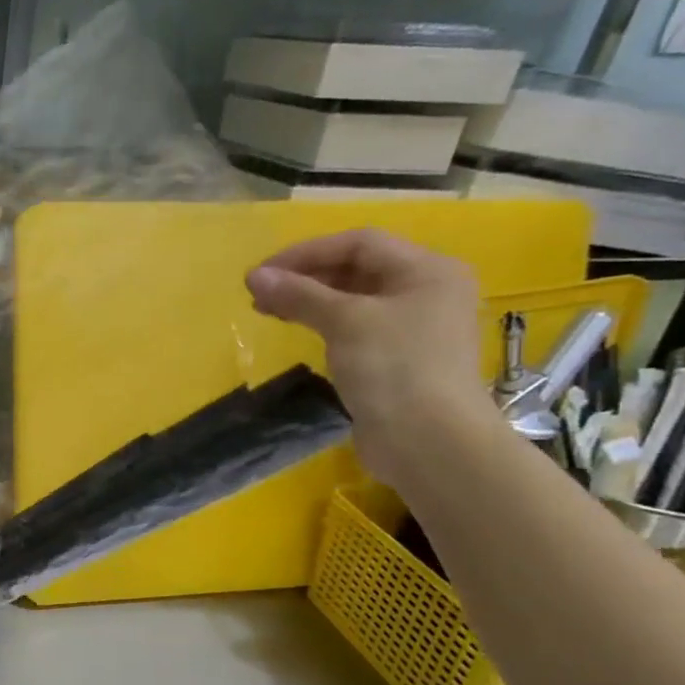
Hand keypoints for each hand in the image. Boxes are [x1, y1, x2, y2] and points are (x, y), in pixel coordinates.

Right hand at [245, 229, 498, 486]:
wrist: (429, 441)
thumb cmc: (395, 368)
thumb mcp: (345, 322)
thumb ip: (299, 295)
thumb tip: (254, 276)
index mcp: (427, 270)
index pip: (358, 243)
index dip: (306, 252)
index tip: (261, 273)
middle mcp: (426, 291)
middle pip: (357, 269)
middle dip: (304, 277)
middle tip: (258, 293)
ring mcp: (414, 326)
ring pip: (353, 299)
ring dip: (309, 300)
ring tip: (268, 311)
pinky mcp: (398, 358)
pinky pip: (355, 327)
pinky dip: (324, 323)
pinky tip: (299, 332)